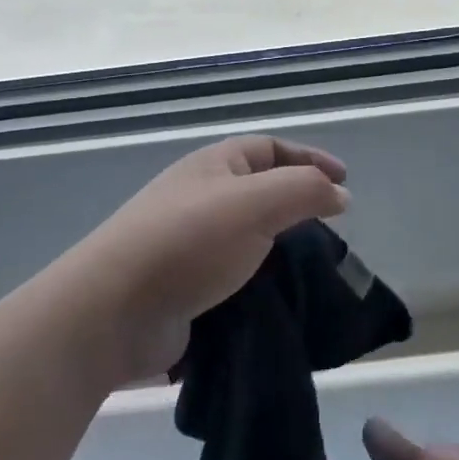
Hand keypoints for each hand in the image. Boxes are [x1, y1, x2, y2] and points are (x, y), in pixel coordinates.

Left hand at [74, 136, 349, 381]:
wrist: (113, 310)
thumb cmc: (188, 242)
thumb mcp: (256, 203)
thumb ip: (305, 191)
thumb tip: (339, 195)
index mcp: (213, 166)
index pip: (269, 148)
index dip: (309, 158)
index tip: (344, 184)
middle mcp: (198, 198)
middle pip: (258, 191)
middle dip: (296, 206)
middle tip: (330, 231)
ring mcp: (187, 244)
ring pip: (247, 238)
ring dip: (279, 250)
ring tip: (311, 272)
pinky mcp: (183, 287)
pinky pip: (232, 277)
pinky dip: (259, 284)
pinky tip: (278, 301)